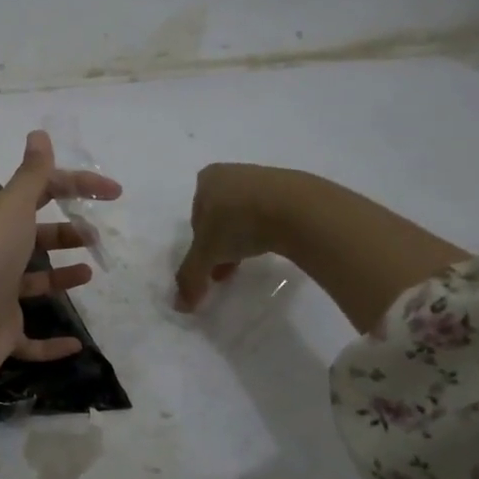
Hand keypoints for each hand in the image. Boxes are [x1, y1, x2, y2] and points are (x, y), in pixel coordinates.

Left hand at [0, 129, 122, 389]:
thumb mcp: (12, 207)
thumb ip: (32, 175)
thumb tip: (39, 133)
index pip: (41, 192)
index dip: (77, 186)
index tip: (114, 193)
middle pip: (35, 237)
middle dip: (66, 232)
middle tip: (95, 238)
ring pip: (34, 283)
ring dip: (60, 276)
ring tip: (90, 272)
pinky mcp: (2, 334)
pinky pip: (32, 341)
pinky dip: (52, 345)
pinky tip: (77, 343)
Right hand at [173, 163, 286, 310]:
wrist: (298, 209)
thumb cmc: (239, 223)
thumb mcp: (207, 254)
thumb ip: (190, 276)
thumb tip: (180, 306)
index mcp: (208, 179)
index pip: (196, 216)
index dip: (200, 243)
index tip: (210, 262)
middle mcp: (233, 172)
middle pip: (220, 215)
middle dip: (222, 243)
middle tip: (227, 268)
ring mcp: (265, 177)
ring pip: (246, 214)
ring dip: (244, 238)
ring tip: (252, 261)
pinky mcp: (293, 188)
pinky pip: (272, 212)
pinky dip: (268, 229)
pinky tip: (274, 245)